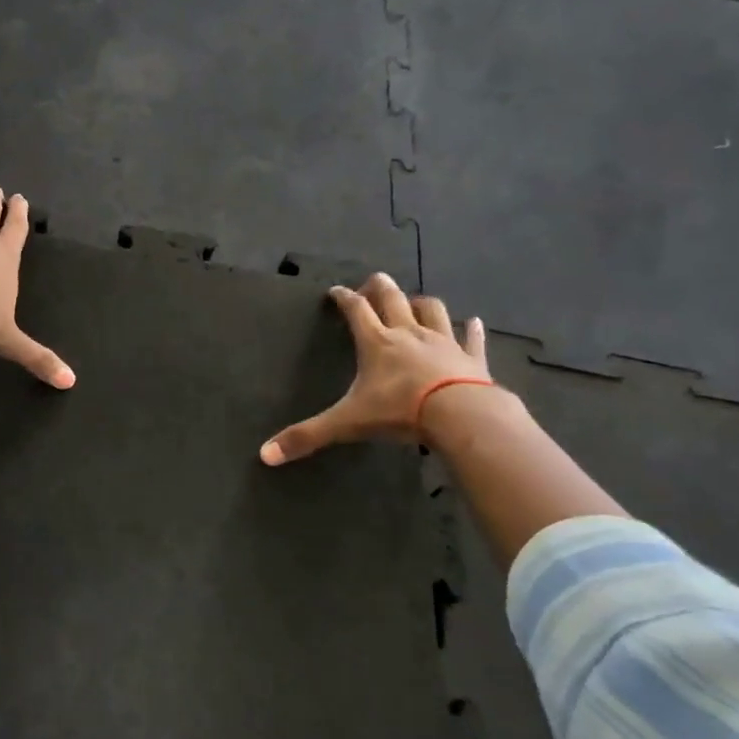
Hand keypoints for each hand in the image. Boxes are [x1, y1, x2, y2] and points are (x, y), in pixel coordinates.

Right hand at [260, 275, 491, 463]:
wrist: (460, 414)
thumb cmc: (399, 411)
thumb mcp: (347, 423)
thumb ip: (307, 436)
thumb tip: (264, 455)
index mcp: (376, 343)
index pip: (355, 310)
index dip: (343, 297)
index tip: (335, 290)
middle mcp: (408, 334)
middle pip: (392, 298)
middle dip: (380, 287)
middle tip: (373, 283)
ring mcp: (443, 342)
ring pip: (431, 310)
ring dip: (420, 302)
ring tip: (414, 302)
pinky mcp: (471, 358)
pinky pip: (471, 338)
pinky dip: (471, 329)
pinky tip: (473, 322)